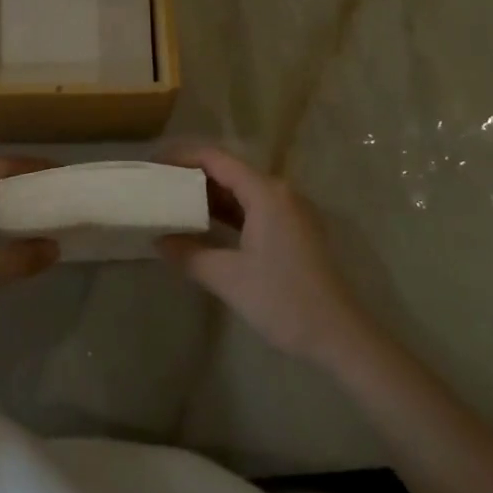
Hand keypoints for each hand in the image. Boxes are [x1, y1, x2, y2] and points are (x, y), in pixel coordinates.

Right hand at [158, 146, 372, 367]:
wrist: (339, 335)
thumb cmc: (283, 300)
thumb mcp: (228, 278)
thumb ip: (189, 254)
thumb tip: (158, 240)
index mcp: (266, 193)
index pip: (216, 159)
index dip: (182, 157)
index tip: (152, 164)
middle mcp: (280, 192)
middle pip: (229, 170)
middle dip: (192, 174)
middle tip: (157, 184)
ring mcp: (290, 211)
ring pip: (242, 190)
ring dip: (208, 194)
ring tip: (172, 201)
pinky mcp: (293, 230)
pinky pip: (253, 207)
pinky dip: (227, 211)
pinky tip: (204, 224)